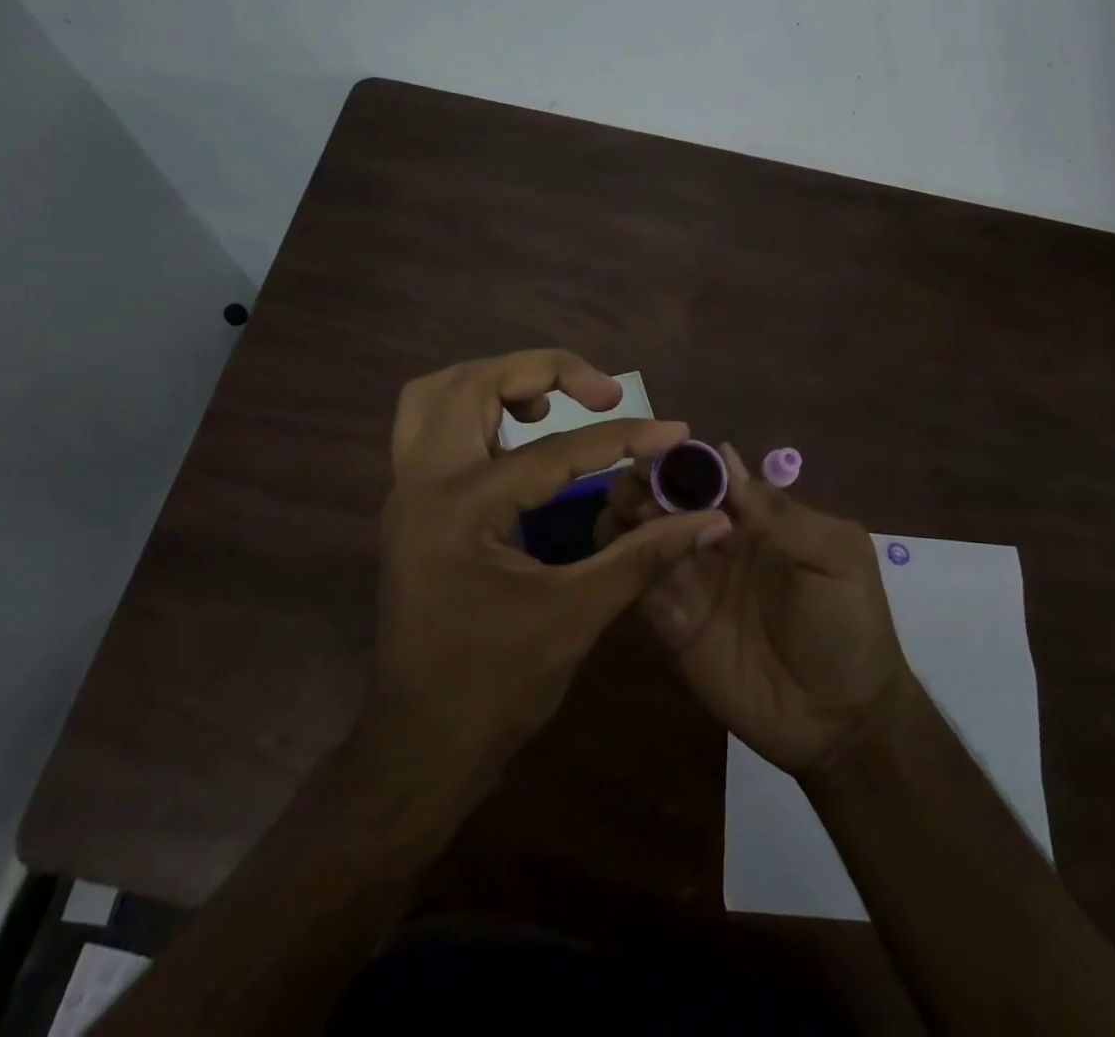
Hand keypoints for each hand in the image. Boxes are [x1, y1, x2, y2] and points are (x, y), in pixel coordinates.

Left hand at [371, 351, 732, 791]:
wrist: (420, 745)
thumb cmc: (495, 687)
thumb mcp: (577, 615)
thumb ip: (644, 555)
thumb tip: (709, 519)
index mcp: (460, 507)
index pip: (555, 451)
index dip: (624, 438)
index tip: (675, 430)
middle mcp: (421, 482)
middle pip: (473, 383)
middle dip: (542, 370)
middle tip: (601, 391)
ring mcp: (405, 490)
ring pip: (439, 394)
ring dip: (497, 381)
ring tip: (551, 403)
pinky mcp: (409, 505)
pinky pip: (430, 425)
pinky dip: (474, 409)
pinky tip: (517, 434)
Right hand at [599, 443, 907, 774]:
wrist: (841, 722)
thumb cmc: (848, 626)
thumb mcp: (835, 556)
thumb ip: (781, 512)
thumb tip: (724, 456)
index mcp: (753, 519)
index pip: (707, 475)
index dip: (679, 459)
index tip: (653, 450)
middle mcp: (714, 542)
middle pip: (666, 499)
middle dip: (645, 483)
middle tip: (636, 485)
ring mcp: (691, 582)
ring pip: (643, 535)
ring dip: (628, 516)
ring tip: (630, 515)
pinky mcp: (671, 623)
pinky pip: (638, 584)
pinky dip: (624, 561)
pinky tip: (621, 550)